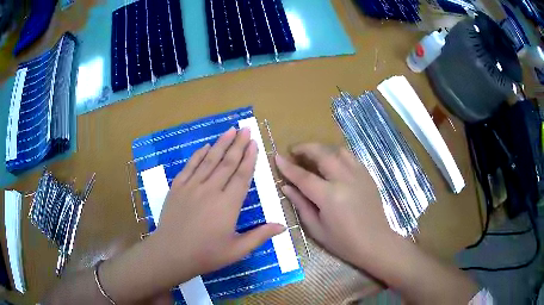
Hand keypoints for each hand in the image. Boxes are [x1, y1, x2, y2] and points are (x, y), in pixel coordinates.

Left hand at [151, 127, 284, 283]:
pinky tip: (205, 146)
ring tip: (230, 130)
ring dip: (220, 144)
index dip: (249, 158)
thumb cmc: (206, 254)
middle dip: (238, 144)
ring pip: (209, 160)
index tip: (254, 143)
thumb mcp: (237, 250)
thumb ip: (260, 236)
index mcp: (228, 205)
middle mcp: (211, 190)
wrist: (171, 253)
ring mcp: (192, 187)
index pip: (242, 176)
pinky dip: (198, 155)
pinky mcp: (177, 187)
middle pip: (227, 163)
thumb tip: (283, 226)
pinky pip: (190, 166)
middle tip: (245, 129)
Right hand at [275, 143, 392, 267]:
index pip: (304, 176)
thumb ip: (301, 205)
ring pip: (339, 151)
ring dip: (323, 150)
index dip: (288, 167)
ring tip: (314, 156)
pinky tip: (333, 164)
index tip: (277, 157)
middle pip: (322, 154)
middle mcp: (345, 180)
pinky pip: (351, 157)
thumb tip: (286, 187)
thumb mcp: (316, 228)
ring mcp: (359, 175)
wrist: (375, 242)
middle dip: (306, 148)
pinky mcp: (368, 176)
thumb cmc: (343, 242)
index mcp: (329, 197)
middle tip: (295, 151)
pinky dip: (338, 156)